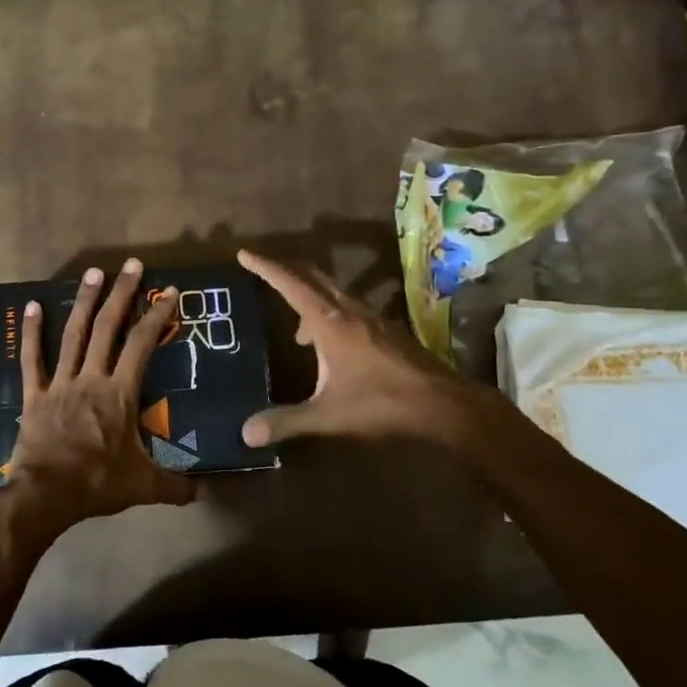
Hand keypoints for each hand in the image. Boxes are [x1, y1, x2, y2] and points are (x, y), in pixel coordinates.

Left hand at [4, 259, 196, 531]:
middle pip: (108, 328)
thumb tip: (204, 492)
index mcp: (120, 393)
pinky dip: (31, 333)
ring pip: (73, 335)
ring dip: (84, 302)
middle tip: (132, 265)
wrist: (46, 494)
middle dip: (122, 294)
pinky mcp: (35, 395)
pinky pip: (31, 360)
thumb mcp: (144, 486)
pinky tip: (32, 306)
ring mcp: (60, 383)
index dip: (156, 316)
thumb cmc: (98, 483)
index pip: (142, 345)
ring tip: (93, 272)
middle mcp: (91, 378)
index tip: (168, 292)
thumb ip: (176, 486)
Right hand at [238, 248, 495, 450]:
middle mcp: (350, 311)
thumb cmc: (381, 403)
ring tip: (296, 329)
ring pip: (334, 293)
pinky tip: (330, 346)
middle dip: (287, 272)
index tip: (244, 254)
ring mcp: (373, 318)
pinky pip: (349, 309)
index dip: (266, 268)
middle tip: (265, 273)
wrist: (442, 404)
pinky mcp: (388, 331)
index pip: (291, 284)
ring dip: (310, 298)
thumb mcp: (328, 415)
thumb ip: (286, 421)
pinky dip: (330, 315)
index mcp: (330, 322)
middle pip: (314, 278)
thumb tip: (245, 433)